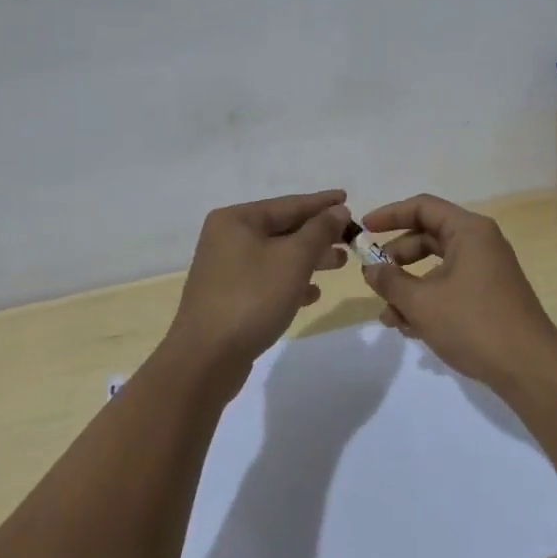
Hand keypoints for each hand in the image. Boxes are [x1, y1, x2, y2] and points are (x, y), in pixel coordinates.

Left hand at [168, 190, 350, 372]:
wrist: (206, 359)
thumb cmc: (252, 298)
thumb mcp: (294, 259)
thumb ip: (320, 230)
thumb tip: (338, 210)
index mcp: (237, 220)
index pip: (289, 204)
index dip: (321, 203)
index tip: (348, 197)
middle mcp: (227, 238)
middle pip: (283, 229)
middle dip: (318, 234)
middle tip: (350, 237)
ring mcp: (226, 269)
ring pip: (277, 255)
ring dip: (309, 258)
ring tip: (340, 262)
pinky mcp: (229, 297)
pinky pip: (267, 279)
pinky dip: (291, 281)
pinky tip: (313, 293)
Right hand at [358, 194, 556, 389]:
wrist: (529, 368)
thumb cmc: (474, 324)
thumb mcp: (422, 302)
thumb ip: (390, 281)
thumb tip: (371, 268)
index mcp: (469, 231)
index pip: (423, 207)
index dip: (389, 214)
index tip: (363, 229)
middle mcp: (480, 243)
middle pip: (428, 236)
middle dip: (397, 258)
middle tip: (373, 278)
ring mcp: (487, 270)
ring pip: (437, 267)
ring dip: (409, 287)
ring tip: (389, 317)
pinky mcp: (489, 296)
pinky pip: (450, 286)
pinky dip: (428, 301)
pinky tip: (410, 329)